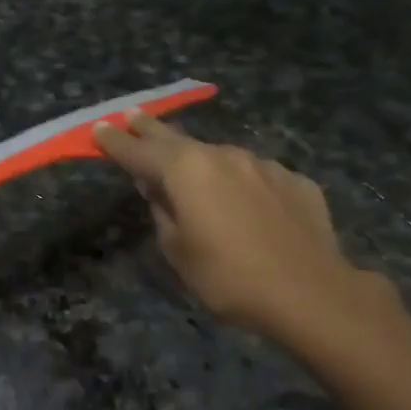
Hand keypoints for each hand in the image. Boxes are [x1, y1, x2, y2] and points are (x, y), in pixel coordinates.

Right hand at [94, 111, 383, 343]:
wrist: (311, 294)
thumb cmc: (228, 277)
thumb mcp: (177, 250)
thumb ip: (162, 211)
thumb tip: (158, 190)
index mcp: (185, 170)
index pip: (139, 151)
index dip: (115, 141)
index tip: (98, 129)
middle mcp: (222, 156)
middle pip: (176, 139)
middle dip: (151, 129)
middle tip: (133, 116)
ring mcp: (263, 165)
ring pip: (219, 157)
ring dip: (200, 161)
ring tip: (192, 174)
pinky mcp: (294, 181)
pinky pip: (255, 176)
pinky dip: (240, 183)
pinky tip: (246, 206)